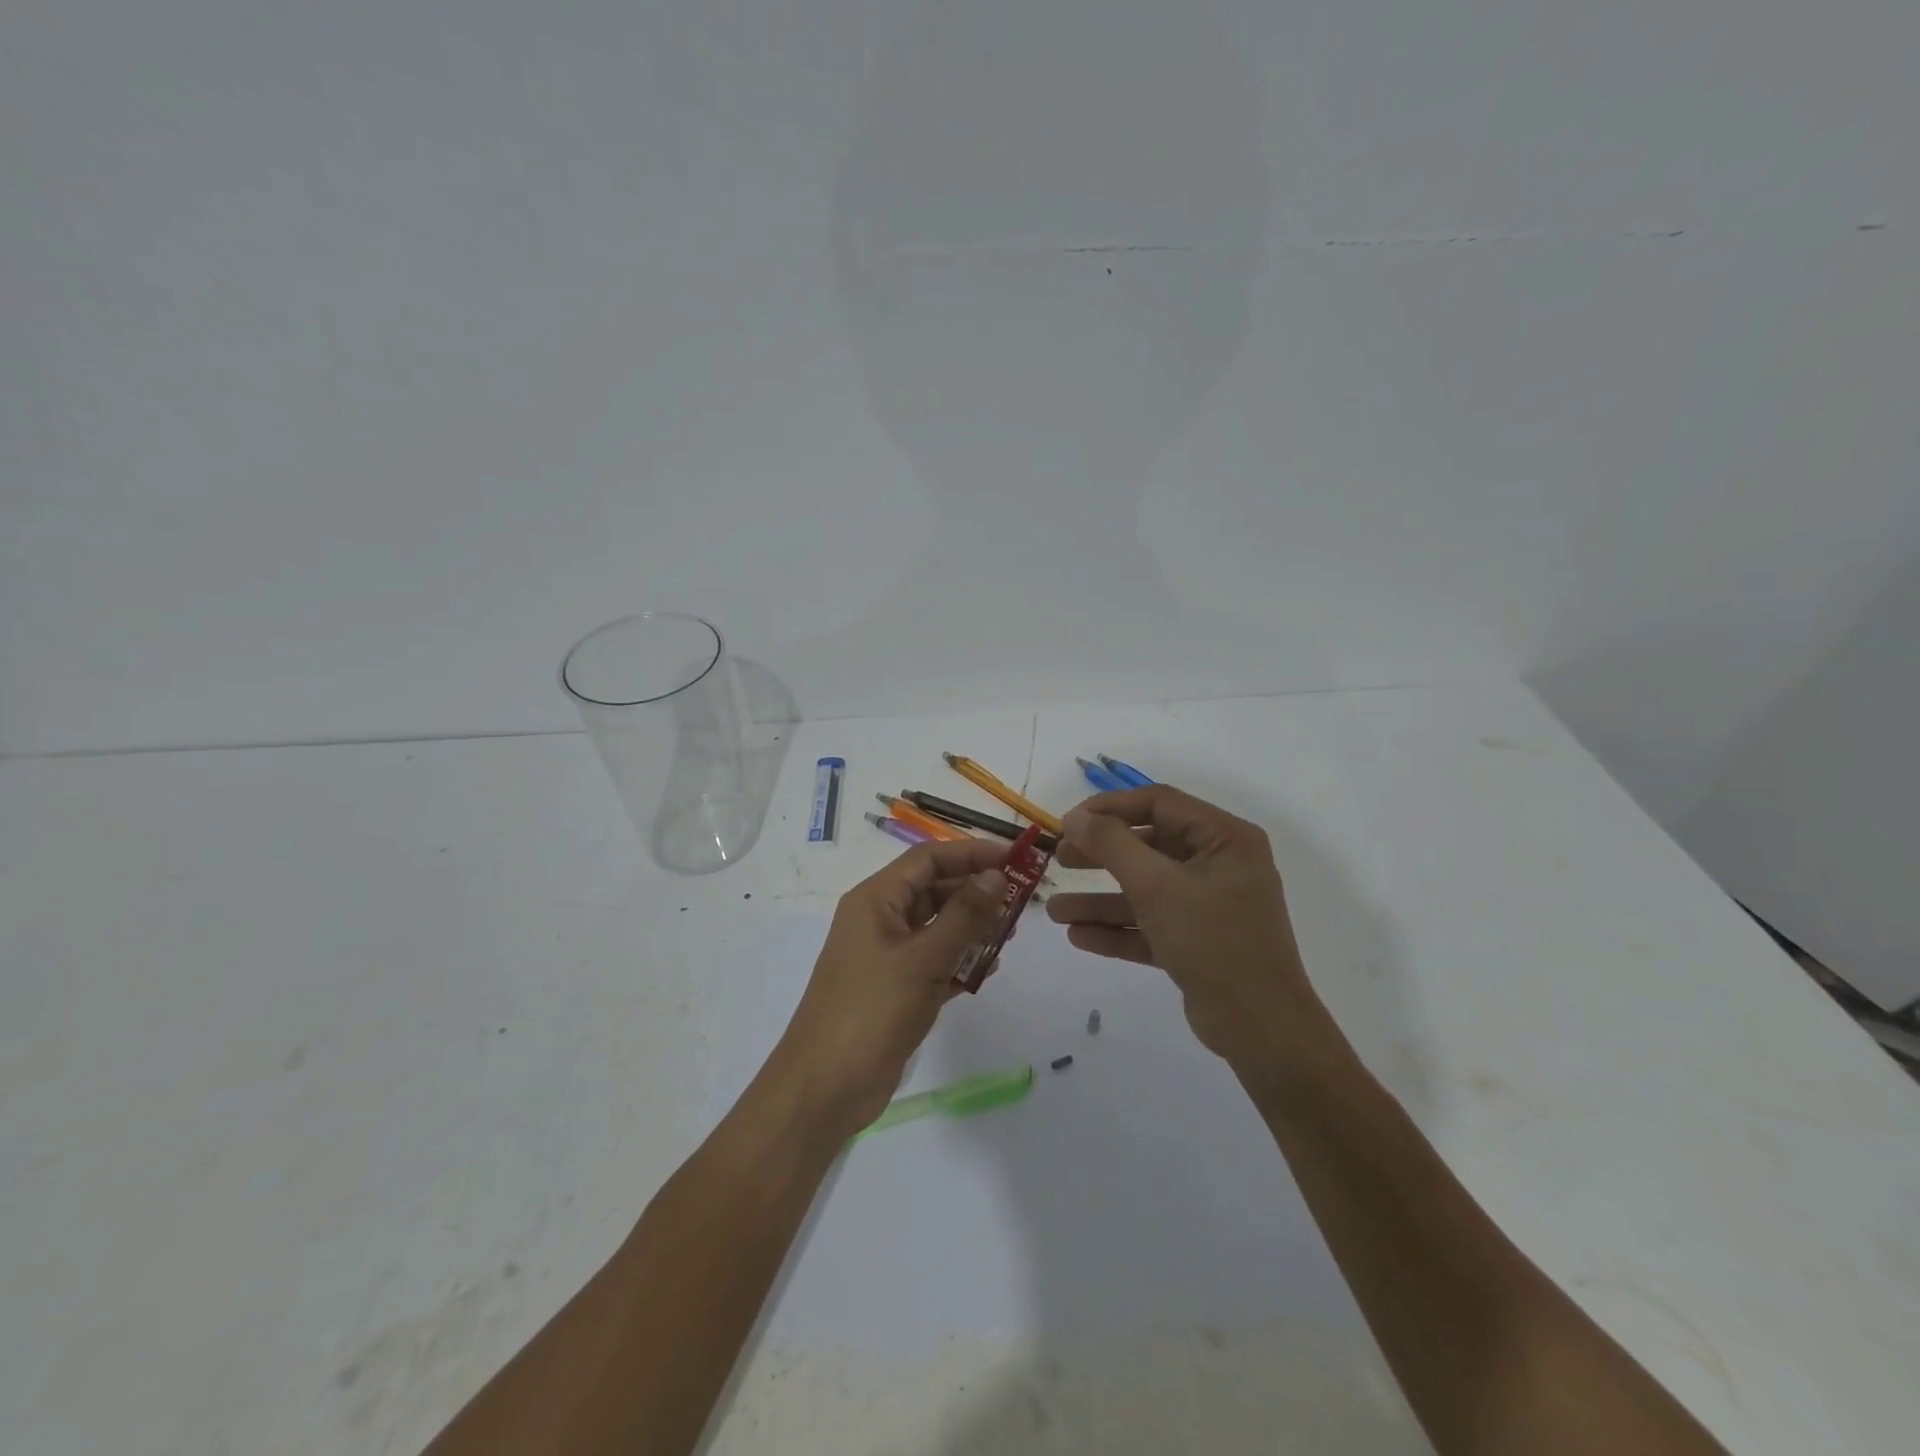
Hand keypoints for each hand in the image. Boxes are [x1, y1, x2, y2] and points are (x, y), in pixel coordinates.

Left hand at [772, 838, 1010, 1138]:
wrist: (826, 1088)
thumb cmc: (872, 1011)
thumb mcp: (924, 959)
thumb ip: (964, 915)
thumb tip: (995, 875)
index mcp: (875, 900)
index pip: (928, 859)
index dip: (971, 853)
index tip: (1015, 858)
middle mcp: (879, 919)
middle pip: (933, 890)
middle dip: (975, 892)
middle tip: (1020, 901)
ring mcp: (886, 955)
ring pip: (936, 926)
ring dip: (972, 928)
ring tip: (1010, 935)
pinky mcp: (895, 988)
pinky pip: (934, 961)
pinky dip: (959, 961)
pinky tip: (987, 970)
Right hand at [1046, 786, 1330, 1068]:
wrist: (1260, 1028)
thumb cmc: (1212, 941)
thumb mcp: (1156, 886)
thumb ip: (1112, 845)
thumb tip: (1076, 817)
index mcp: (1224, 838)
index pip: (1158, 803)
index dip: (1109, 807)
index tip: (1068, 822)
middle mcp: (1220, 864)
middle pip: (1149, 846)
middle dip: (1100, 855)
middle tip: (1060, 860)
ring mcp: (1210, 905)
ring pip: (1146, 890)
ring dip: (1101, 899)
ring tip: (1054, 911)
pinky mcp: (1200, 941)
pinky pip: (1153, 924)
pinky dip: (1119, 929)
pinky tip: (1079, 936)